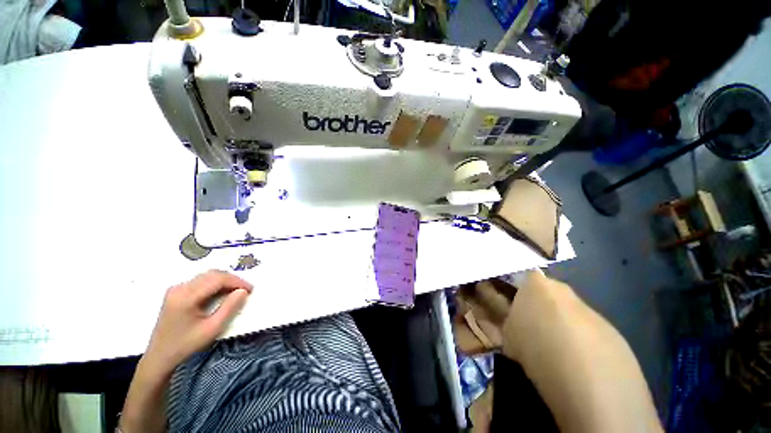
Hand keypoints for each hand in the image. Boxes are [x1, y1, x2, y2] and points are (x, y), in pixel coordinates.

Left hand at [143, 270, 252, 374]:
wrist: (160, 356)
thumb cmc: (186, 345)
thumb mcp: (212, 329)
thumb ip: (229, 308)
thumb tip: (243, 291)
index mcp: (186, 297)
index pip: (217, 279)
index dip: (237, 281)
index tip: (250, 290)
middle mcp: (180, 288)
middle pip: (212, 274)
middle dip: (232, 280)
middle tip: (245, 290)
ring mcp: (176, 288)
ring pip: (207, 275)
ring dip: (224, 280)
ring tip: (235, 291)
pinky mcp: (176, 291)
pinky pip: (201, 280)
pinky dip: (215, 283)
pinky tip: (221, 293)